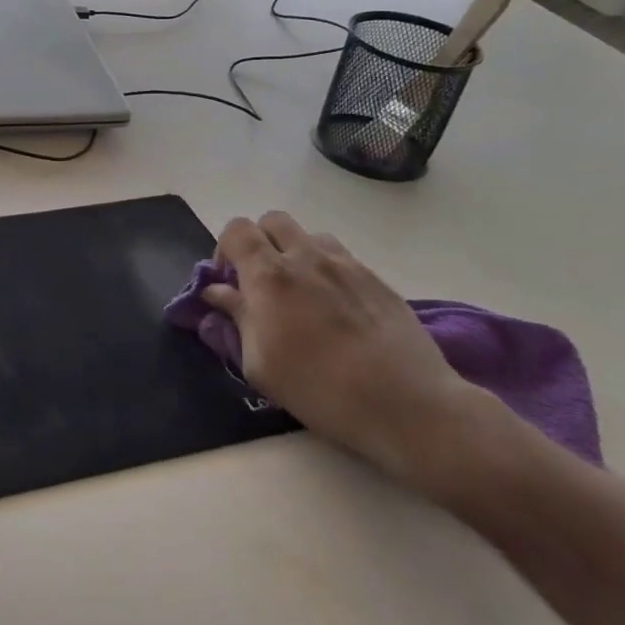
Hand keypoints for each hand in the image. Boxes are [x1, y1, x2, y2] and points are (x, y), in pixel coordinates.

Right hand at [203, 211, 484, 484]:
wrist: (406, 404)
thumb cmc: (319, 388)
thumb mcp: (259, 363)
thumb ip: (236, 318)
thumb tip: (217, 292)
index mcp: (269, 275)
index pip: (236, 230)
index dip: (225, 249)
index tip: (229, 282)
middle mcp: (305, 257)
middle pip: (272, 221)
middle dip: (259, 243)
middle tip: (261, 281)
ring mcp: (345, 265)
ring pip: (309, 236)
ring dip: (295, 253)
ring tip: (301, 292)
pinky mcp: (376, 279)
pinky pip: (341, 257)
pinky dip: (327, 270)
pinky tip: (335, 308)